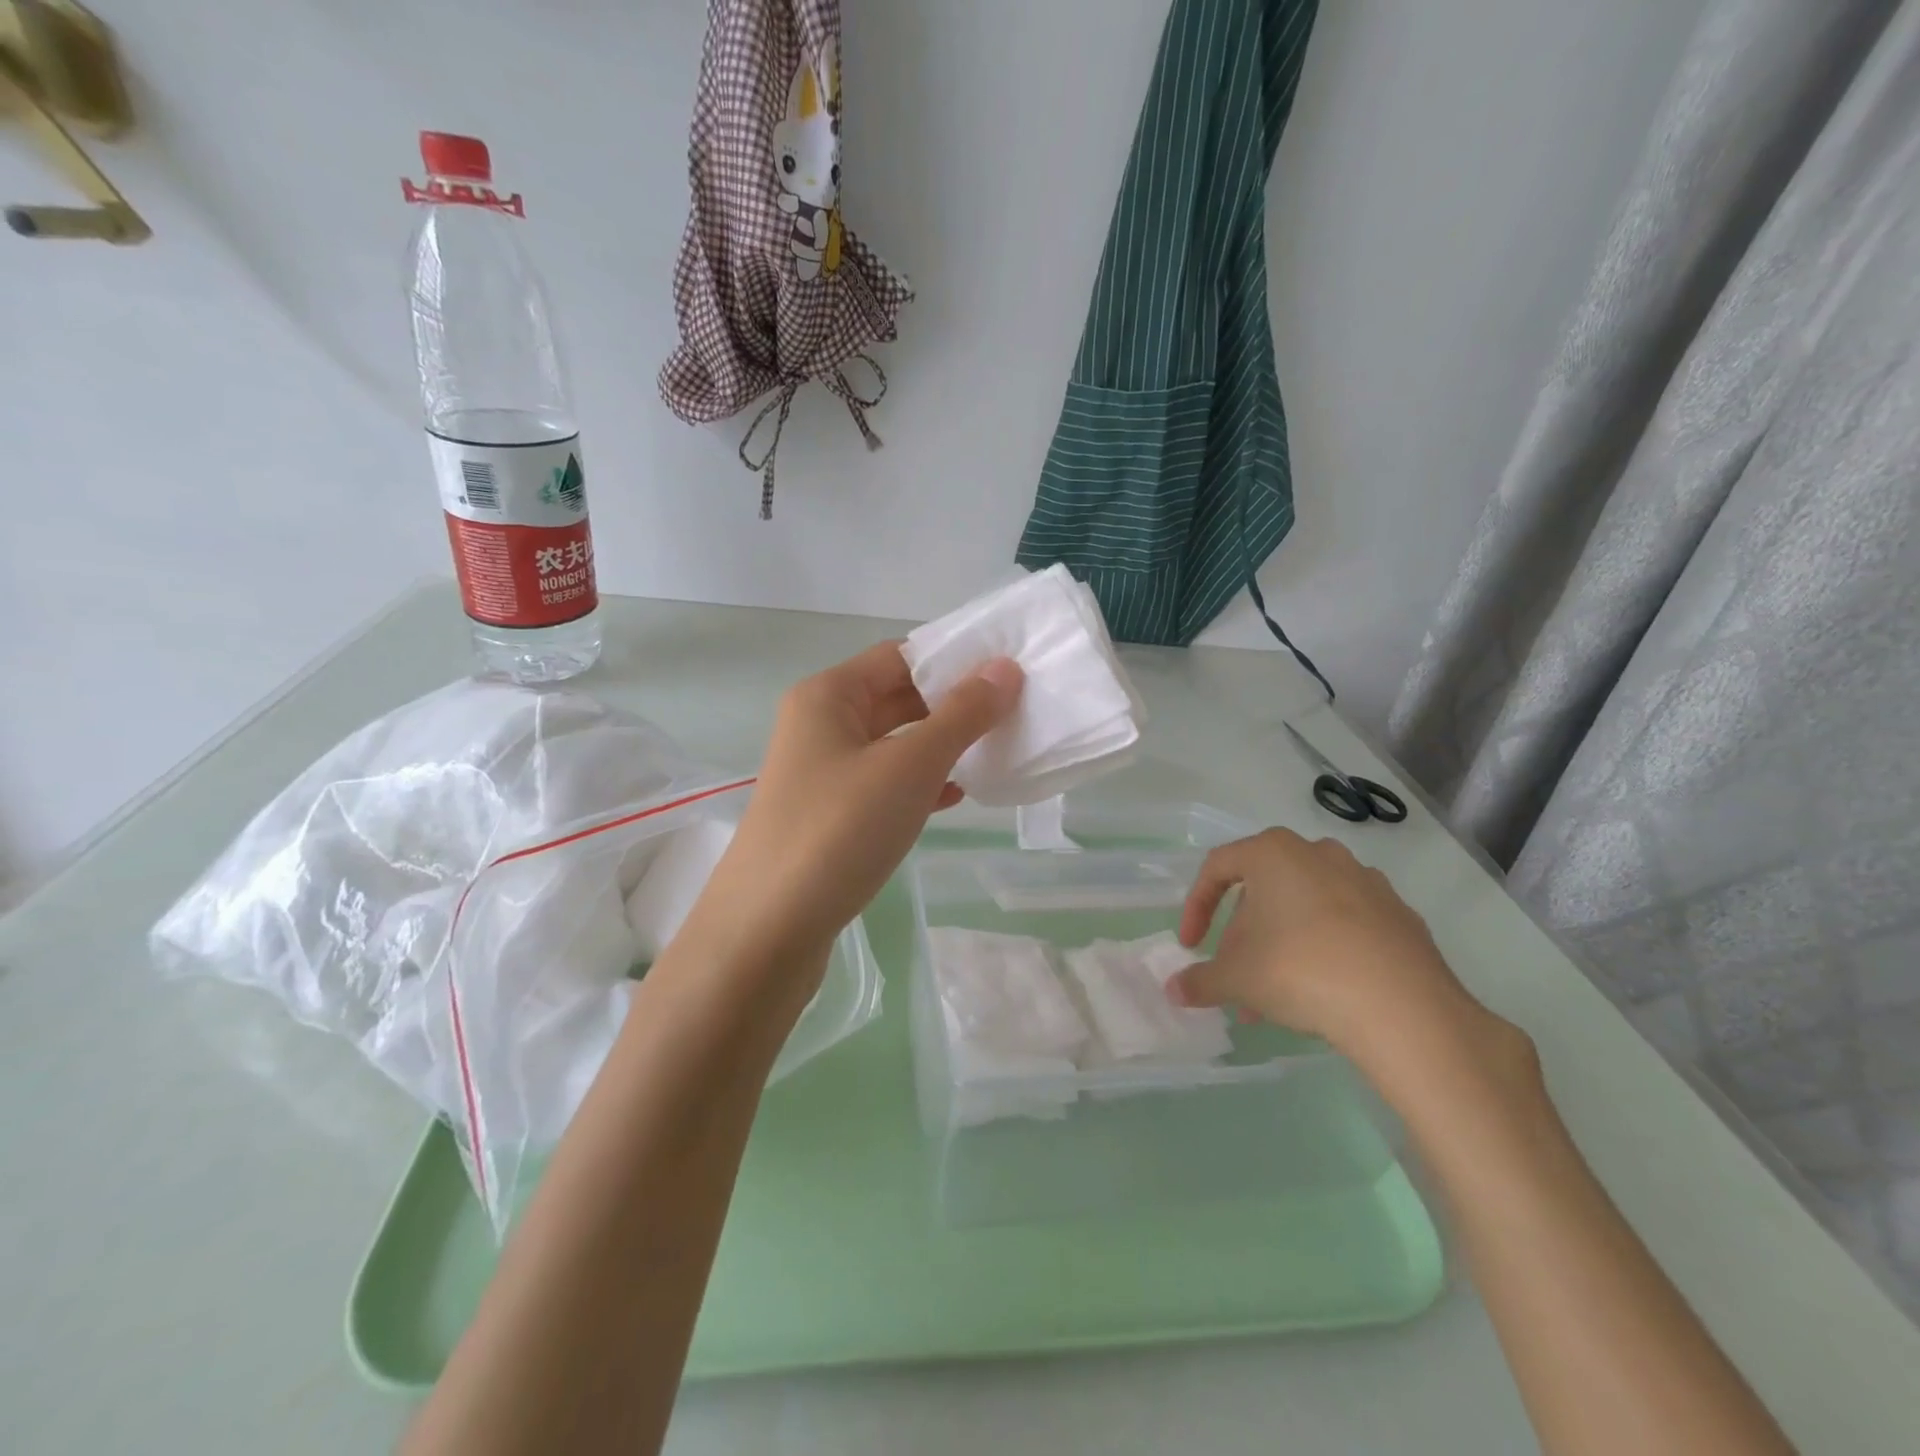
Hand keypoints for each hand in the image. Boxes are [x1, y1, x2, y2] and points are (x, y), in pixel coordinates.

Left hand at [689, 641, 1022, 974]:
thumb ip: (961, 715)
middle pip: (896, 697)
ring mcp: (821, 774)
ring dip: (941, 746)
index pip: (900, 656)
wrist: (768, 931)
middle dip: (952, 704)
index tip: (1009, 672)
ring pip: (893, 744)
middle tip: (1015, 711)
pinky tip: (957, 797)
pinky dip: (920, 784)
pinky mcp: (828, 816)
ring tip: (997, 751)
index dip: (954, 659)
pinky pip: (884, 785)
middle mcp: (819, 725)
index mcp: (827, 695)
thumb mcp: (910, 766)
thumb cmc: (839, 830)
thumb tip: (1005, 668)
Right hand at [1167, 828, 1516, 1086]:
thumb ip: (1200, 980)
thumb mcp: (1236, 979)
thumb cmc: (1300, 970)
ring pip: (1305, 908)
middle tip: (1237, 975)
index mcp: (1274, 853)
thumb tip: (1174, 991)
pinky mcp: (1400, 915)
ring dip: (1282, 945)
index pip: (1217, 867)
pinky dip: (1325, 949)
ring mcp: (1366, 881)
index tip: (1192, 946)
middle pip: (1264, 889)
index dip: (1197, 907)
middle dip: (1244, 935)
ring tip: (1275, 996)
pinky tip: (1324, 991)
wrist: (1404, 1008)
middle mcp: (1319, 853)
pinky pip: (1346, 925)